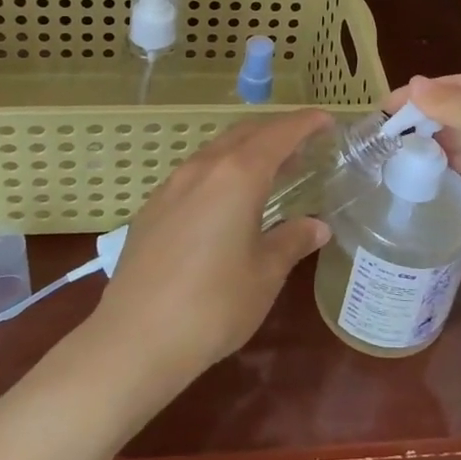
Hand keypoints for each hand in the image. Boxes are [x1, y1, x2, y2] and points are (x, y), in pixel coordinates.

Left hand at [86, 111, 331, 389]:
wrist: (134, 339)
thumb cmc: (212, 306)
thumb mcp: (264, 275)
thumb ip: (292, 241)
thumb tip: (317, 226)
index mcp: (238, 176)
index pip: (278, 134)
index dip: (305, 123)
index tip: (326, 120)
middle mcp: (203, 168)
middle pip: (245, 133)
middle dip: (276, 132)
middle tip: (303, 146)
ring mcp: (172, 186)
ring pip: (217, 151)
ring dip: (247, 151)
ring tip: (270, 171)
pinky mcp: (152, 208)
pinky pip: (195, 174)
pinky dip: (221, 172)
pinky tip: (227, 202)